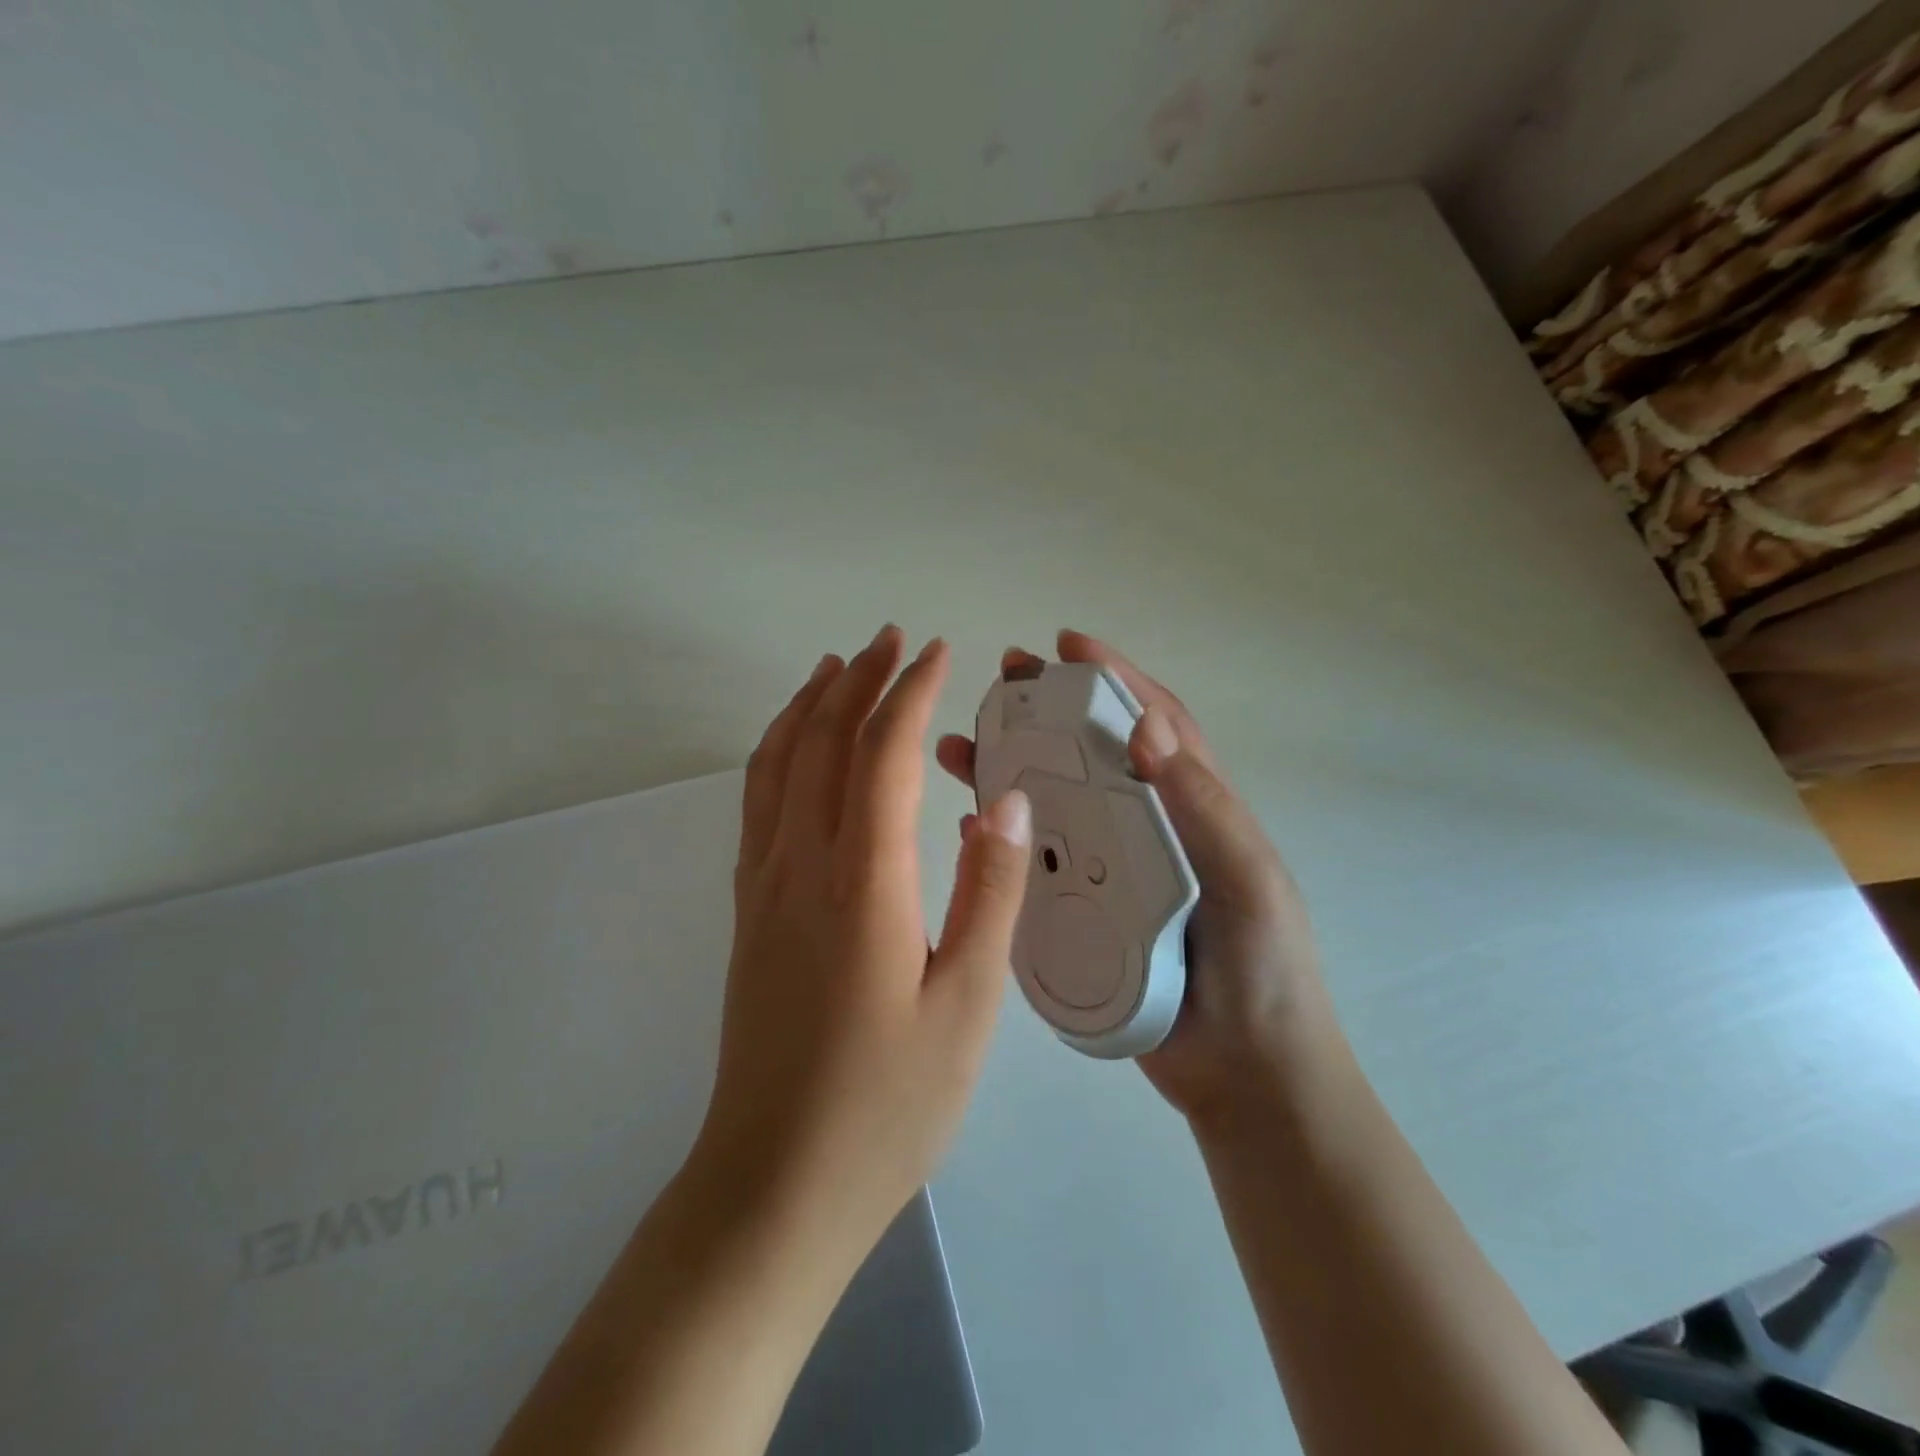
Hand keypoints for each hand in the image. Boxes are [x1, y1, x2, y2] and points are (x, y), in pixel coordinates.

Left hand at [697, 625, 1033, 1254]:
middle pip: (825, 742)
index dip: (910, 695)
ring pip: (779, 764)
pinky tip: (792, 746)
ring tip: (836, 665)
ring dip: (810, 705)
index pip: (883, 755)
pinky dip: (775, 752)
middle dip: (860, 680)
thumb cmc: (889, 1103)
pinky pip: (757, 803)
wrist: (775, 1182)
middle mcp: (802, 865)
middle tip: (893, 639)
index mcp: (864, 883)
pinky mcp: (749, 911)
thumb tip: (1001, 801)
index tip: (937, 654)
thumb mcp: (967, 1005)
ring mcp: (764, 886)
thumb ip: (988, 893)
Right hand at [936, 630, 1333, 1126]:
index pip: (1154, 724)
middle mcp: (1146, 829)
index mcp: (1193, 807)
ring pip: (1053, 805)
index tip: (1069, 646)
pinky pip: (1035, 865)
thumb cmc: (1262, 971)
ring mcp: (1110, 872)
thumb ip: (1201, 806)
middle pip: (1089, 756)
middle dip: (1047, 713)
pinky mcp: (1082, 914)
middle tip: (999, 685)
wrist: (1245, 1075)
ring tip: (960, 750)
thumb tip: (1144, 726)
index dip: (1115, 678)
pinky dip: (1004, 839)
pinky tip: (967, 827)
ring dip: (1010, 771)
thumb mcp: (1246, 879)